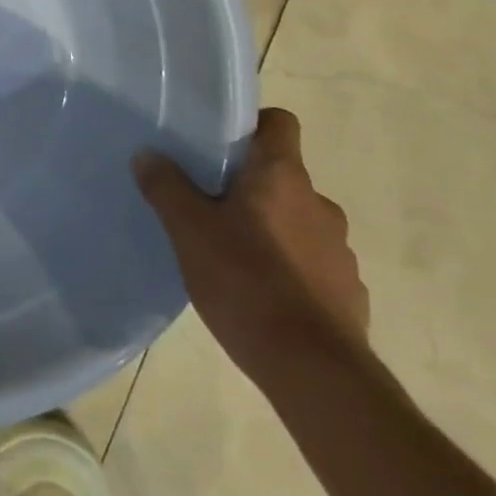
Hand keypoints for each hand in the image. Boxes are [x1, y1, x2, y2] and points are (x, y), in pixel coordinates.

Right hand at [134, 108, 368, 386]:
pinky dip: (289, 267)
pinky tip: (260, 294)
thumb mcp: (189, 231)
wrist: (316, 372)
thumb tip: (147, 153)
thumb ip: (166, 187)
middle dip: (248, 185)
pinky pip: (311, 263)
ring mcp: (339, 250)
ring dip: (270, 228)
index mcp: (282, 176)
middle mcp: (318, 203)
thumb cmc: (247, 283)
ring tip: (231, 254)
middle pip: (281, 175)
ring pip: (297, 220)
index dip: (251, 123)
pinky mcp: (348, 292)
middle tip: (208, 203)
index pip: (279, 123)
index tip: (218, 140)